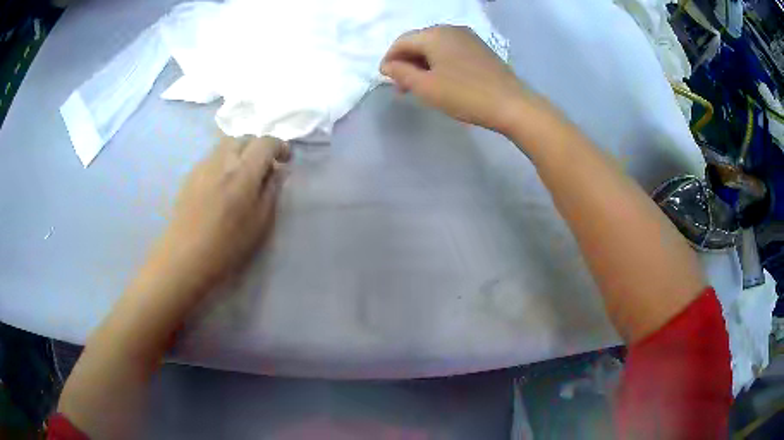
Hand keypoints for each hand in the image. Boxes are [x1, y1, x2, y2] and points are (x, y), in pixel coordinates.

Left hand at [152, 136, 290, 293]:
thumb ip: (271, 191)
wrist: (185, 257)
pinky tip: (222, 184)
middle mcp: (223, 160)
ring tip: (243, 174)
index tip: (285, 160)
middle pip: (245, 137)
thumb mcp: (260, 223)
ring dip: (240, 152)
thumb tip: (277, 171)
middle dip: (259, 147)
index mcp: (243, 172)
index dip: (280, 146)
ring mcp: (203, 165)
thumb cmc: (227, 246)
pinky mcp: (191, 175)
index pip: (266, 142)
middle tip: (264, 167)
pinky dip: (224, 161)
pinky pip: (213, 157)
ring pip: (226, 144)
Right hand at [380, 25, 528, 134]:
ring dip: (423, 63)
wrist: (511, 104)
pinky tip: (441, 79)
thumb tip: (388, 65)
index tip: (385, 79)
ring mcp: (468, 37)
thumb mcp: (426, 87)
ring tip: (420, 85)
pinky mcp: (480, 48)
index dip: (390, 59)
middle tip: (402, 86)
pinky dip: (439, 62)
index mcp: (434, 34)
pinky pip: (451, 50)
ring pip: (435, 46)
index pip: (402, 42)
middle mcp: (450, 29)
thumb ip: (401, 73)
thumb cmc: (464, 95)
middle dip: (406, 62)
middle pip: (419, 42)